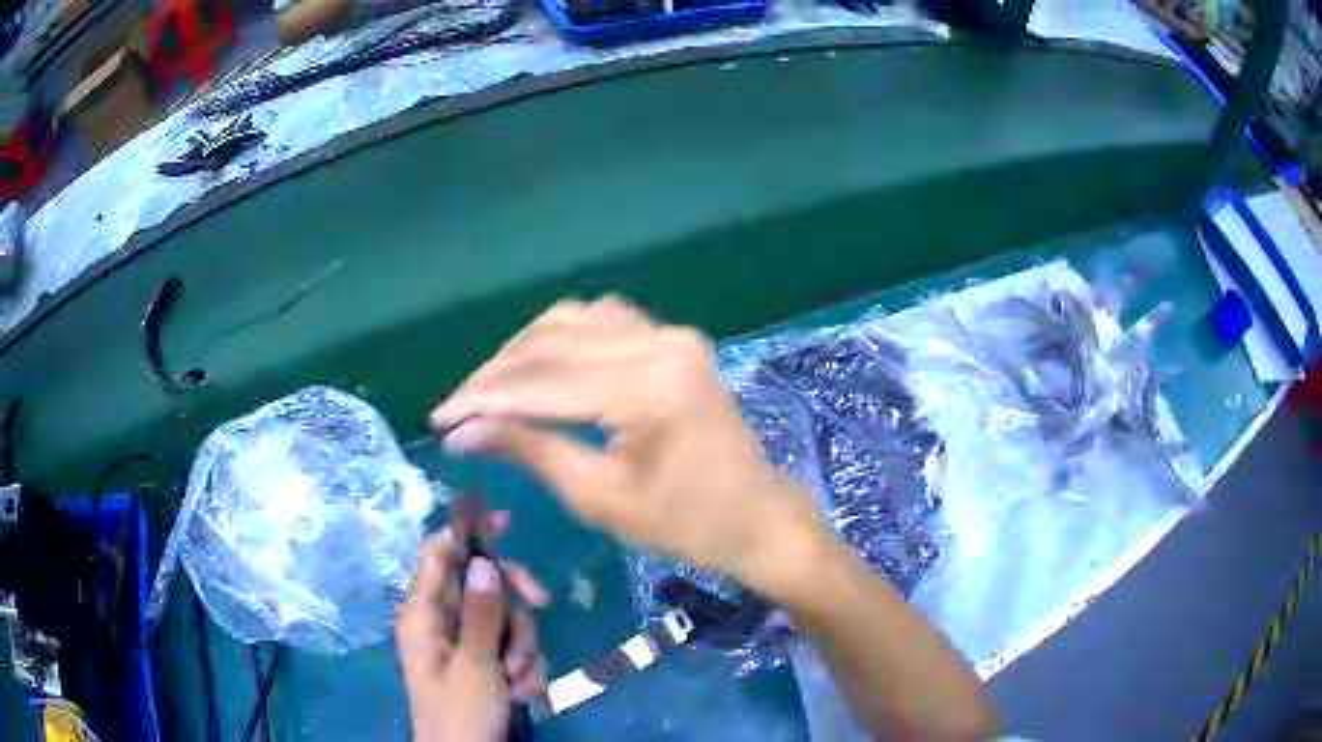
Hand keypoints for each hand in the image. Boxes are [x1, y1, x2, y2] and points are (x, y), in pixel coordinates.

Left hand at [395, 516, 549, 741]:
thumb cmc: (460, 714)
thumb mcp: (476, 665)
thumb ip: (482, 613)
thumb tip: (485, 559)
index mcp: (423, 614)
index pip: (438, 553)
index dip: (467, 531)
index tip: (507, 522)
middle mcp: (440, 622)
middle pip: (484, 587)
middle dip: (514, 606)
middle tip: (544, 606)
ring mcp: (462, 644)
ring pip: (505, 621)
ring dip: (522, 649)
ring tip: (518, 682)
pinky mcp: (480, 663)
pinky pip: (510, 648)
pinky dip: (522, 668)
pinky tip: (522, 693)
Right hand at [428, 297, 827, 595]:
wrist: (757, 516)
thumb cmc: (687, 525)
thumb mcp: (600, 497)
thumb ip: (529, 450)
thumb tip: (462, 431)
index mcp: (650, 384)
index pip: (544, 380)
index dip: (484, 398)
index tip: (439, 419)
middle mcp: (661, 341)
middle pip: (553, 342)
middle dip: (495, 376)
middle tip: (455, 409)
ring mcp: (669, 334)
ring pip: (571, 323)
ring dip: (522, 354)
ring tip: (486, 392)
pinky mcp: (671, 340)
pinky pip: (599, 323)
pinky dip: (557, 341)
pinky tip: (534, 367)